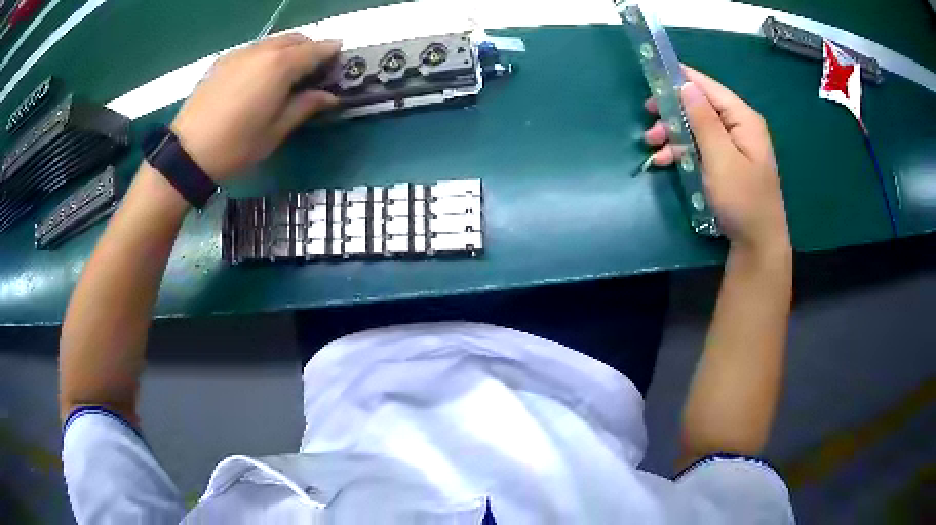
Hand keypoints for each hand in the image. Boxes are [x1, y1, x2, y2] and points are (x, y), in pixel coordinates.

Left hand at [171, 34, 340, 181]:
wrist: (186, 154)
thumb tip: (329, 96)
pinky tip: (258, 78)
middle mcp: (261, 51)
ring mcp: (239, 54)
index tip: (339, 62)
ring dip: (287, 51)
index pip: (316, 49)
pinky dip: (265, 55)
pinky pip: (252, 49)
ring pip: (273, 41)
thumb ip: (305, 107)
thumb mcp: (275, 132)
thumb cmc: (236, 147)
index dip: (332, 53)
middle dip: (310, 48)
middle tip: (313, 71)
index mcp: (280, 66)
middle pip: (295, 38)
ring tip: (286, 75)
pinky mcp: (222, 62)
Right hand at [643, 67, 789, 254]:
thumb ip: (704, 120)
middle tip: (647, 116)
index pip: (708, 87)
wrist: (757, 244)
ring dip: (673, 134)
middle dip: (673, 111)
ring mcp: (733, 147)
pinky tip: (664, 161)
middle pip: (701, 107)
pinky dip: (682, 151)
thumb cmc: (742, 199)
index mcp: (743, 119)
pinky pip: (700, 148)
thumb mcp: (721, 158)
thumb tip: (686, 85)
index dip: (681, 78)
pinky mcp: (726, 164)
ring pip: (697, 128)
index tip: (653, 75)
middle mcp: (739, 127)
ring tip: (651, 145)